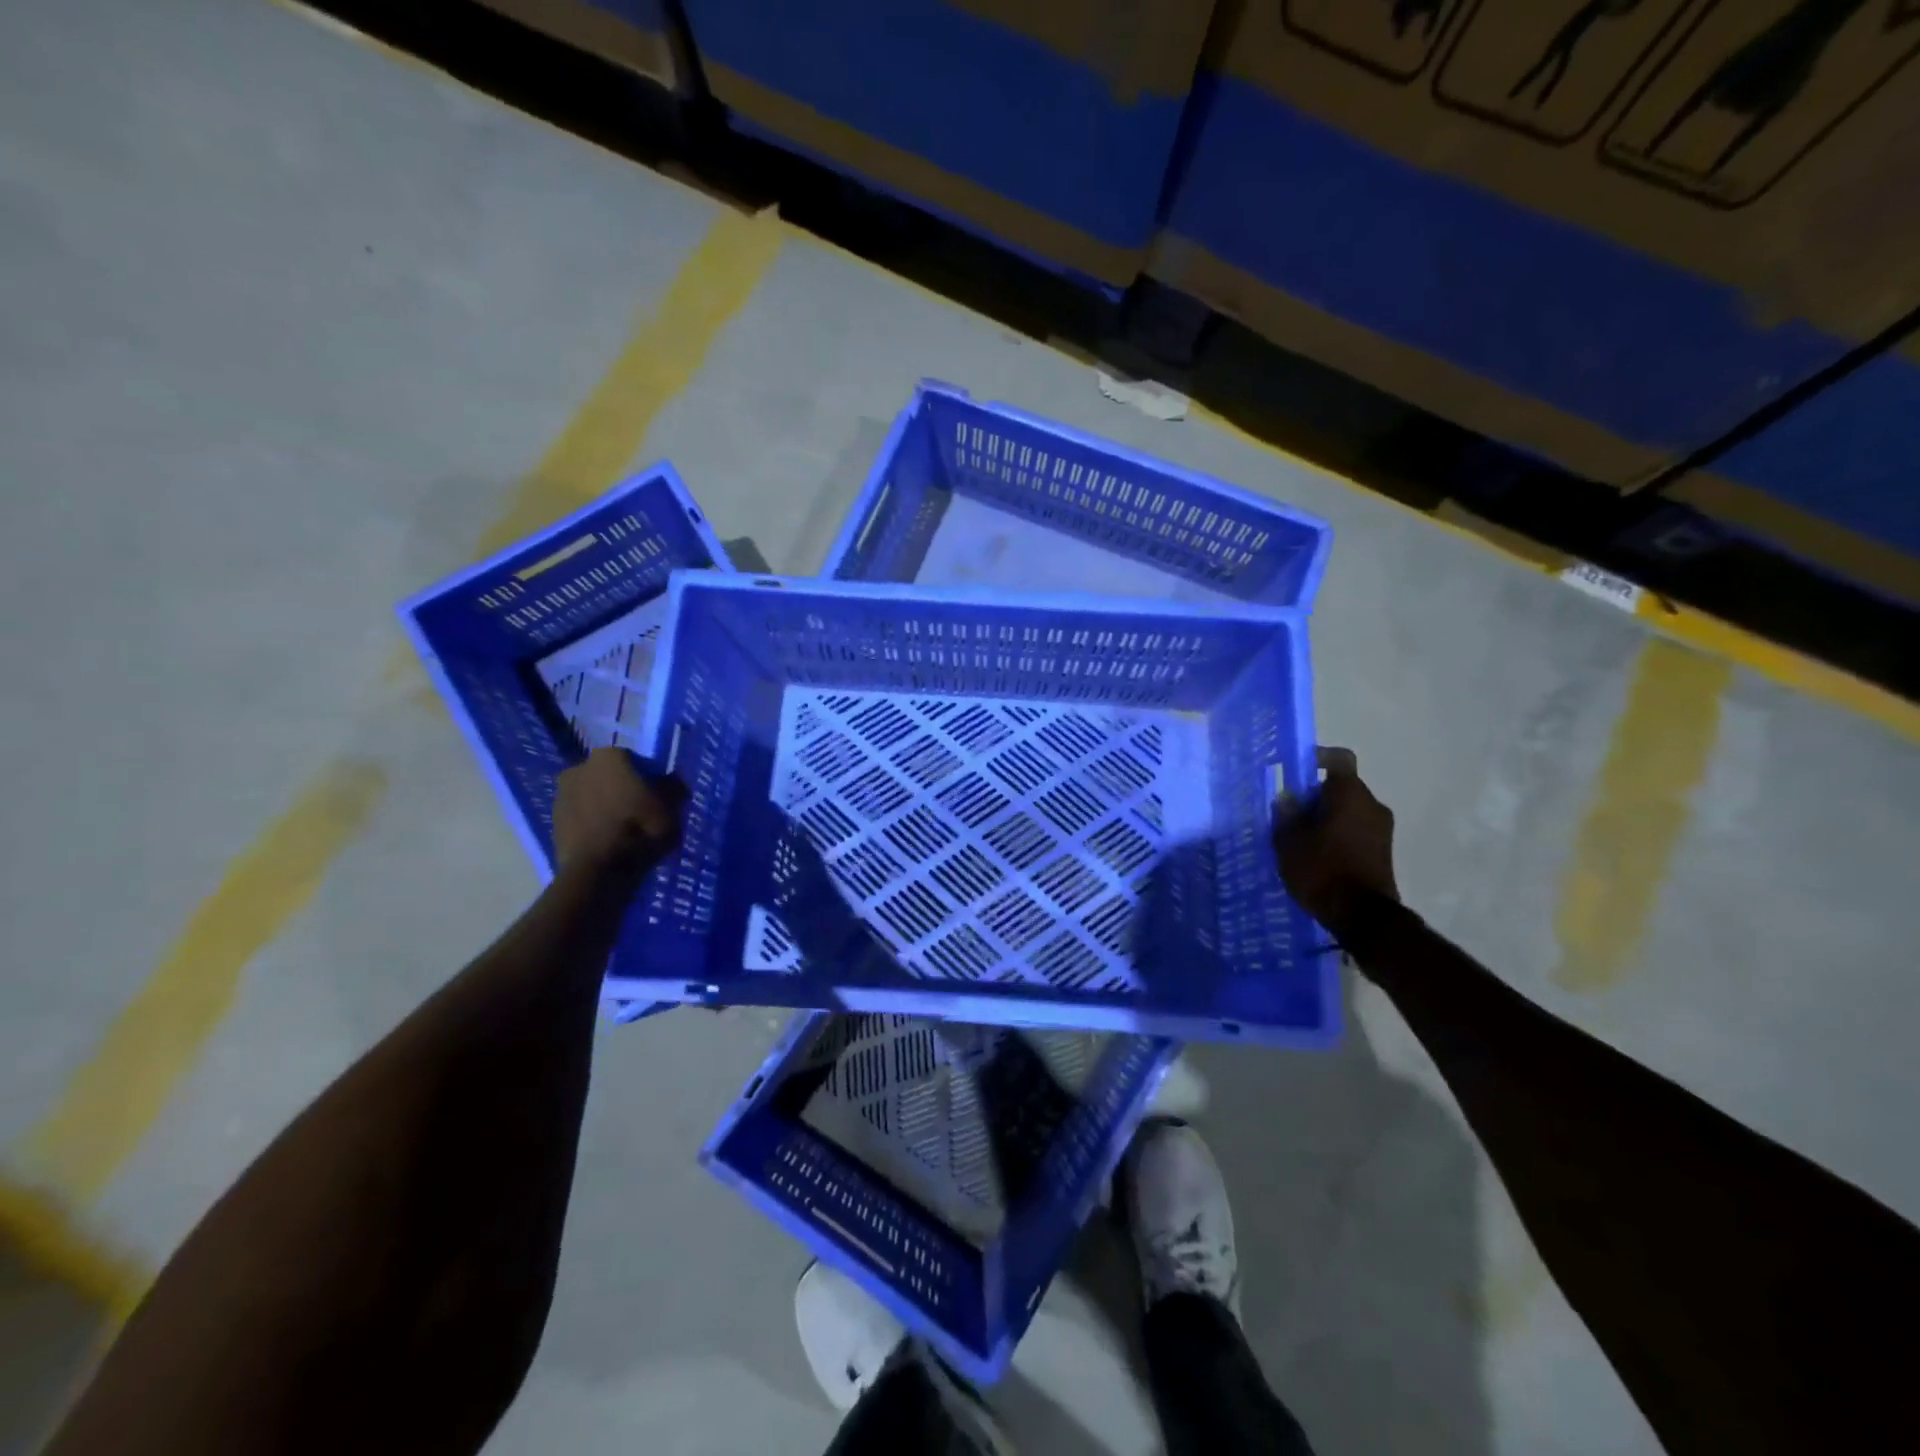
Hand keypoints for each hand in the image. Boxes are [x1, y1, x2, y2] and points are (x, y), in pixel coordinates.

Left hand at [552, 748, 683, 877]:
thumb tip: (672, 780)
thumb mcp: (671, 807)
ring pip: (592, 797)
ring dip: (605, 807)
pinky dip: (592, 825)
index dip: (649, 778)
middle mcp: (580, 767)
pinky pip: (581, 818)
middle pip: (609, 777)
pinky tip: (608, 842)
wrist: (598, 870)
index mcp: (610, 756)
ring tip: (623, 831)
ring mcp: (561, 795)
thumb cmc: (639, 829)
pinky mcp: (552, 822)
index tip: (658, 796)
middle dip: (622, 790)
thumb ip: (673, 788)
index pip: (635, 760)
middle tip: (640, 812)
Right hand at [1274, 746, 1398, 937]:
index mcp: (1349, 794)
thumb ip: (1287, 815)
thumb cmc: (1322, 871)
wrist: (1363, 917)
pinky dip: (1338, 835)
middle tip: (1290, 813)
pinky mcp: (1384, 852)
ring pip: (1349, 810)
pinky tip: (1318, 856)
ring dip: (1327, 817)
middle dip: (1316, 796)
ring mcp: (1382, 829)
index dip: (1317, 758)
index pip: (1339, 759)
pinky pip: (1357, 831)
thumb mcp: (1289, 843)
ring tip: (1301, 838)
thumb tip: (1287, 797)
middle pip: (1341, 787)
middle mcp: (1372, 804)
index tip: (1297, 769)